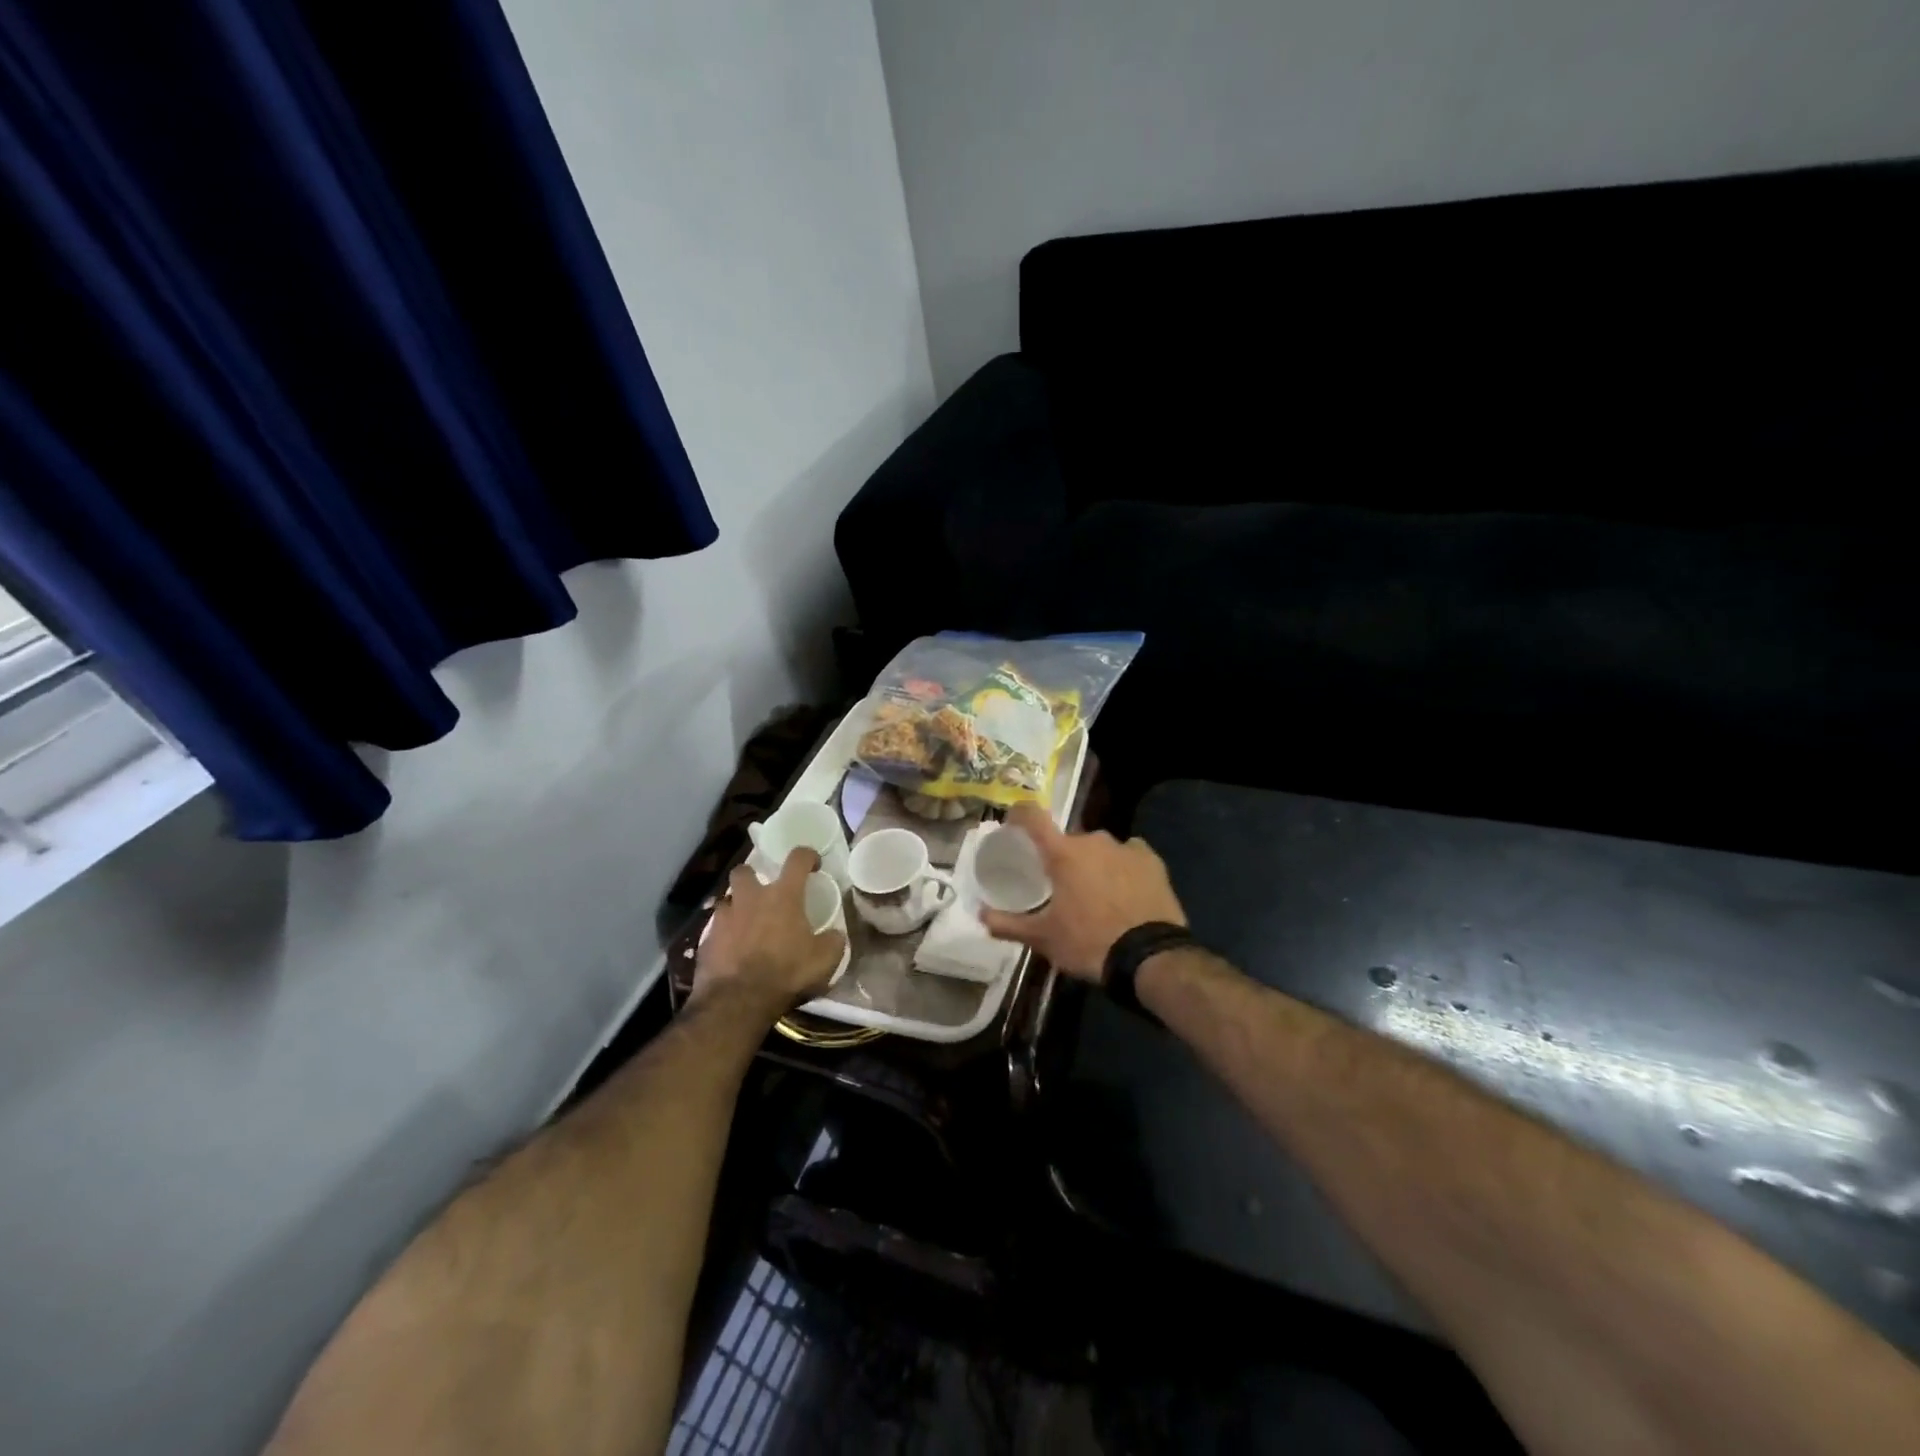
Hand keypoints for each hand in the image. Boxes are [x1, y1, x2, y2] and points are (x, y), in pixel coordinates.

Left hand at [692, 850, 844, 1017]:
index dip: (807, 856)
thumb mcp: (825, 960)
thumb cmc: (786, 973)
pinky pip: (715, 930)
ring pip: (726, 899)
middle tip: (762, 893)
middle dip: (752, 876)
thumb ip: (833, 941)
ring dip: (736, 907)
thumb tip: (835, 934)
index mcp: (783, 896)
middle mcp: (751, 898)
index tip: (813, 864)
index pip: (797, 859)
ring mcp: (724, 917)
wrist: (737, 1001)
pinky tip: (731, 952)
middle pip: (744, 870)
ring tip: (745, 924)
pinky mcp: (706, 940)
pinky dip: (724, 936)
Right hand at [978, 803, 1186, 980]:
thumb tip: (980, 916)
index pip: (1033, 817)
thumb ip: (1009, 924)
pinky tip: (1124, 889)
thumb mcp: (1043, 938)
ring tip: (1095, 893)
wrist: (1151, 956)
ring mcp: (1125, 847)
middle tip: (1059, 884)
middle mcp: (1093, 840)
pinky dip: (1122, 866)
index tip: (1013, 821)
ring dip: (1093, 863)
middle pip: (1069, 840)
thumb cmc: (1089, 943)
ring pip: (1099, 848)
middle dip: (1062, 857)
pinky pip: (1129, 854)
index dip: (1019, 814)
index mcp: (1063, 853)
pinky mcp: (1152, 860)